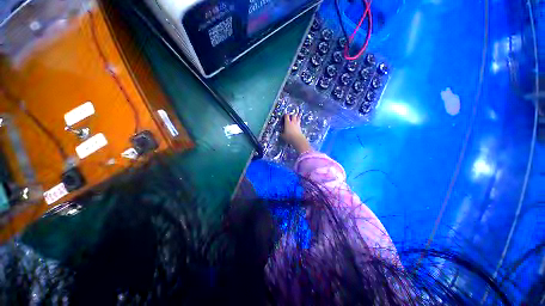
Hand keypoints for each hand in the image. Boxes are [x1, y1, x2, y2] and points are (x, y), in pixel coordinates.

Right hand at [281, 110, 311, 153]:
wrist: (297, 139)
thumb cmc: (289, 137)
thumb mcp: (283, 136)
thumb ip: (282, 133)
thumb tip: (281, 133)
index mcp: (287, 122)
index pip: (286, 115)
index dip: (285, 115)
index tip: (283, 118)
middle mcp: (292, 122)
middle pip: (293, 115)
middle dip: (291, 115)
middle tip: (289, 117)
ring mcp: (297, 124)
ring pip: (297, 117)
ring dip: (296, 117)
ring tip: (295, 118)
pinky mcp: (300, 127)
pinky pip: (299, 122)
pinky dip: (298, 121)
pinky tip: (297, 123)